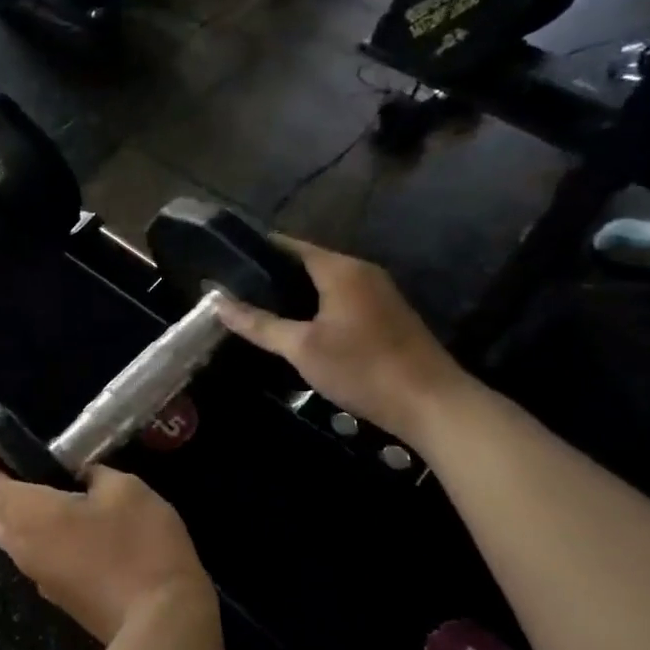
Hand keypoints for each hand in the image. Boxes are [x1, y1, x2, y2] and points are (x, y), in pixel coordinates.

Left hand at [0, 457, 209, 643]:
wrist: (162, 624)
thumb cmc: (139, 545)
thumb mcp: (125, 489)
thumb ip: (94, 473)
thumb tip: (81, 477)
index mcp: (24, 514)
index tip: (5, 442)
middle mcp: (18, 547)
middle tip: (30, 464)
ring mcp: (36, 576)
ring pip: (5, 536)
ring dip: (16, 511)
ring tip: (58, 488)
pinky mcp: (57, 595)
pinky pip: (32, 555)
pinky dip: (39, 534)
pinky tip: (78, 524)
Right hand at [215, 237, 467, 441]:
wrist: (431, 404)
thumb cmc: (362, 368)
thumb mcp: (302, 348)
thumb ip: (259, 324)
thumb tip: (217, 302)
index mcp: (340, 269)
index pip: (289, 245)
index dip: (256, 252)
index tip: (226, 264)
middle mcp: (361, 271)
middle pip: (306, 263)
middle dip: (271, 275)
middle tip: (234, 292)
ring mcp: (378, 292)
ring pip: (324, 283)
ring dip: (293, 293)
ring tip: (257, 309)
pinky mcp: (385, 315)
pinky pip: (340, 298)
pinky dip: (314, 305)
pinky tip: (296, 327)